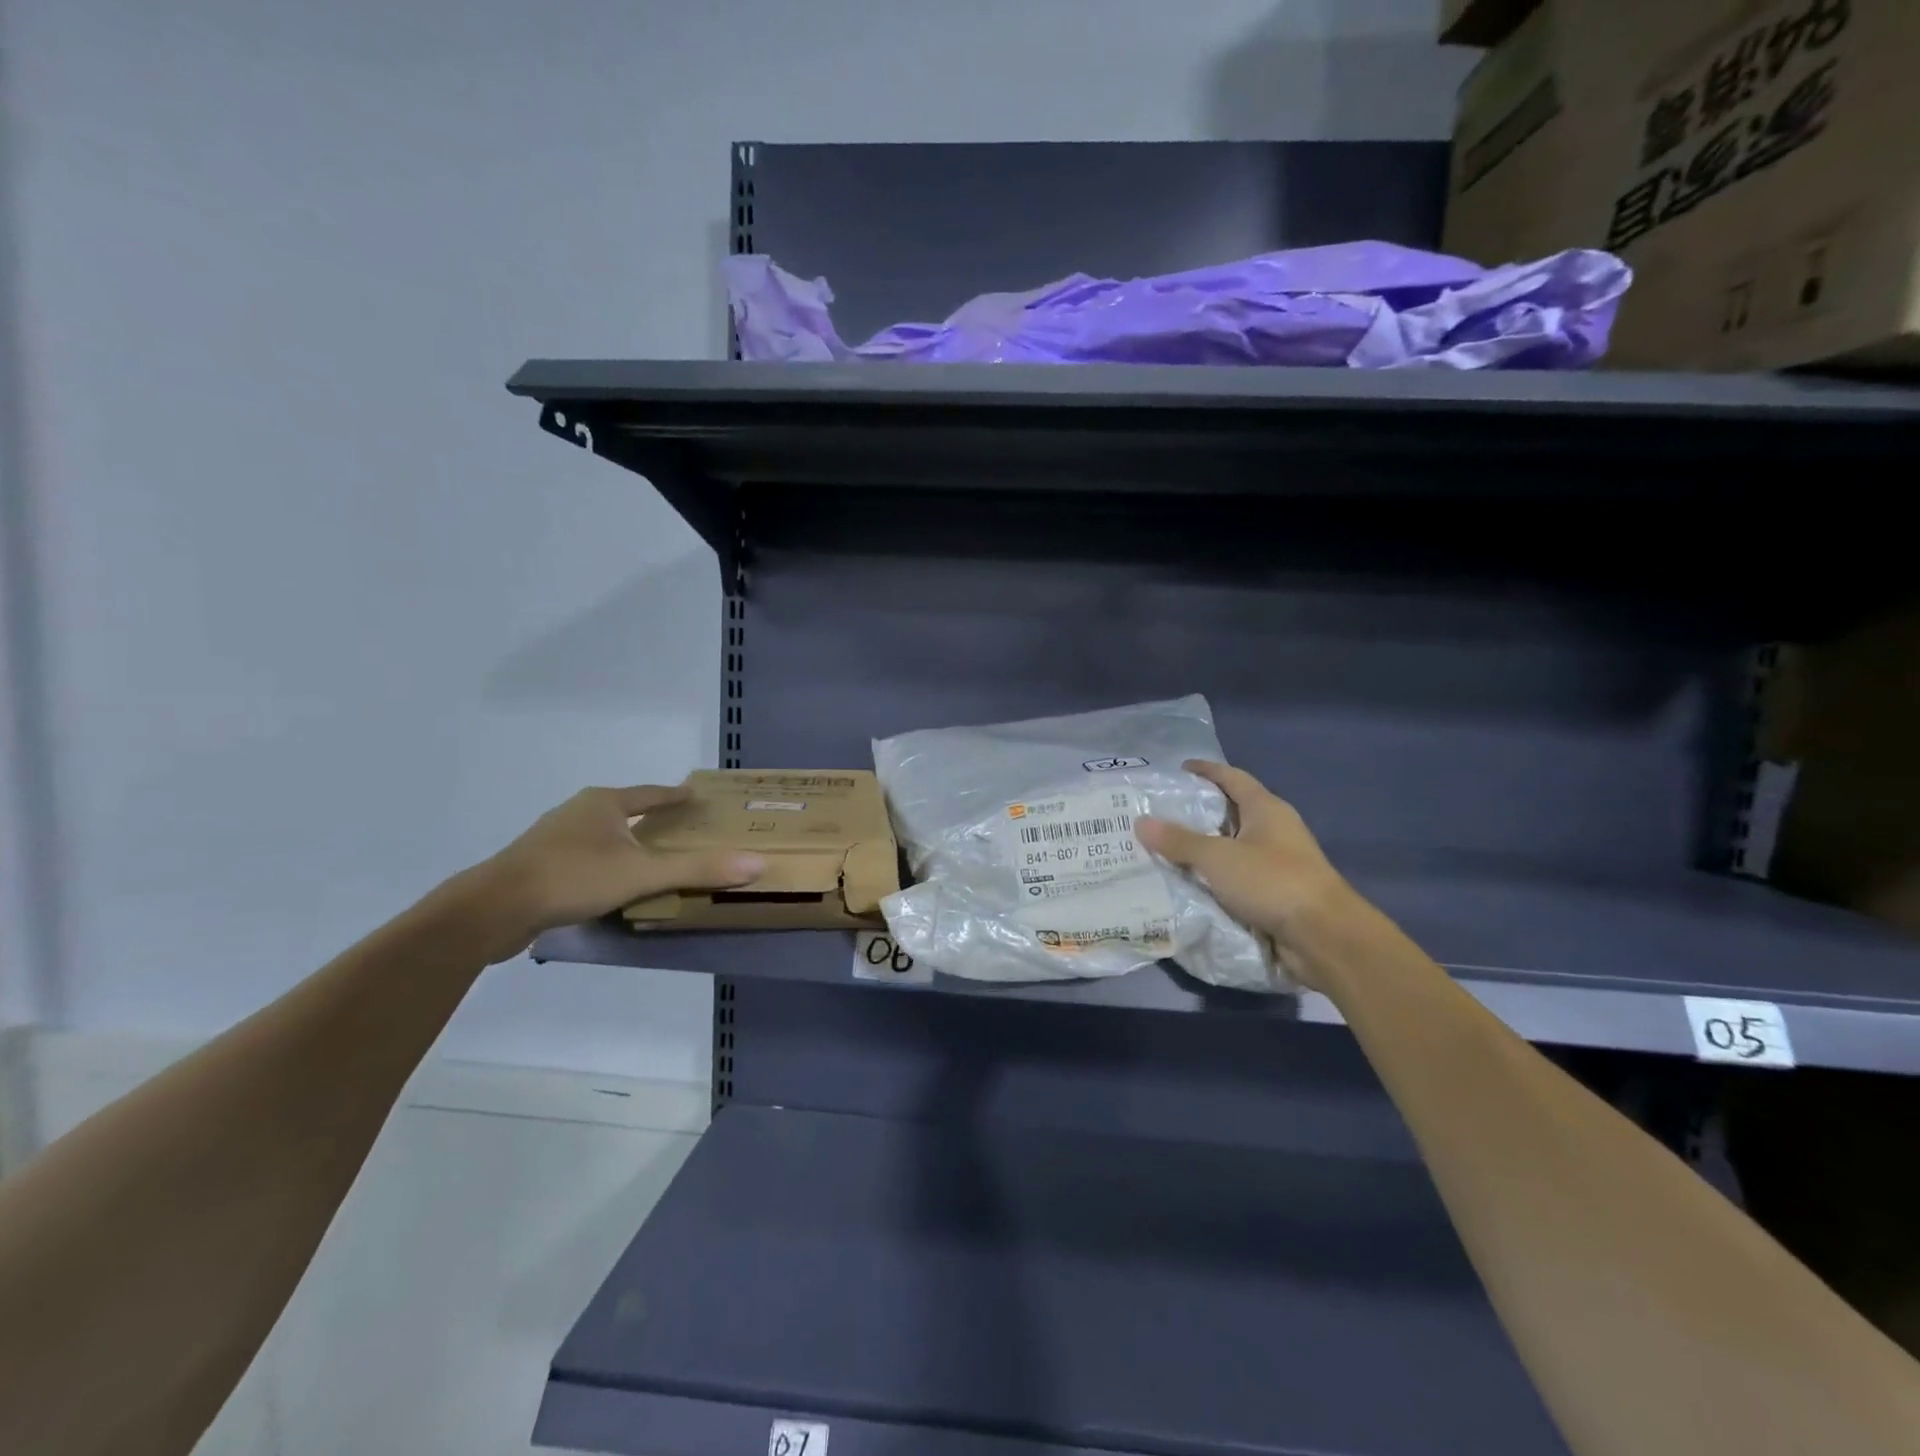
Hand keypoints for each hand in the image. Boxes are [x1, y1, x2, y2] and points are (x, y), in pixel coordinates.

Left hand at [469, 785, 764, 960]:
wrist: (492, 909)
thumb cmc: (573, 878)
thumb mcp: (643, 874)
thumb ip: (698, 869)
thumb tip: (757, 864)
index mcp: (604, 803)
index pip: (651, 793)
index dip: (675, 795)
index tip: (695, 795)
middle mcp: (579, 811)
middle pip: (626, 810)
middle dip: (652, 819)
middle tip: (682, 829)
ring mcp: (554, 838)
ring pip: (603, 835)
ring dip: (627, 843)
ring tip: (651, 858)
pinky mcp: (538, 865)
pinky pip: (585, 857)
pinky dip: (606, 864)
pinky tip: (613, 884)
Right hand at [1137, 761, 1349, 988]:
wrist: (1324, 937)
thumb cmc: (1272, 881)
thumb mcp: (1217, 858)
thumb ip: (1179, 841)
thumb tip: (1141, 822)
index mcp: (1266, 809)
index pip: (1233, 778)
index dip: (1207, 771)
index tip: (1179, 770)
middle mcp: (1275, 830)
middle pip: (1232, 812)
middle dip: (1199, 813)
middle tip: (1160, 815)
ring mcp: (1279, 863)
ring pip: (1234, 848)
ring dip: (1205, 849)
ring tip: (1166, 850)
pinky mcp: (1278, 894)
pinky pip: (1238, 877)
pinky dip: (1215, 878)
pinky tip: (1189, 884)